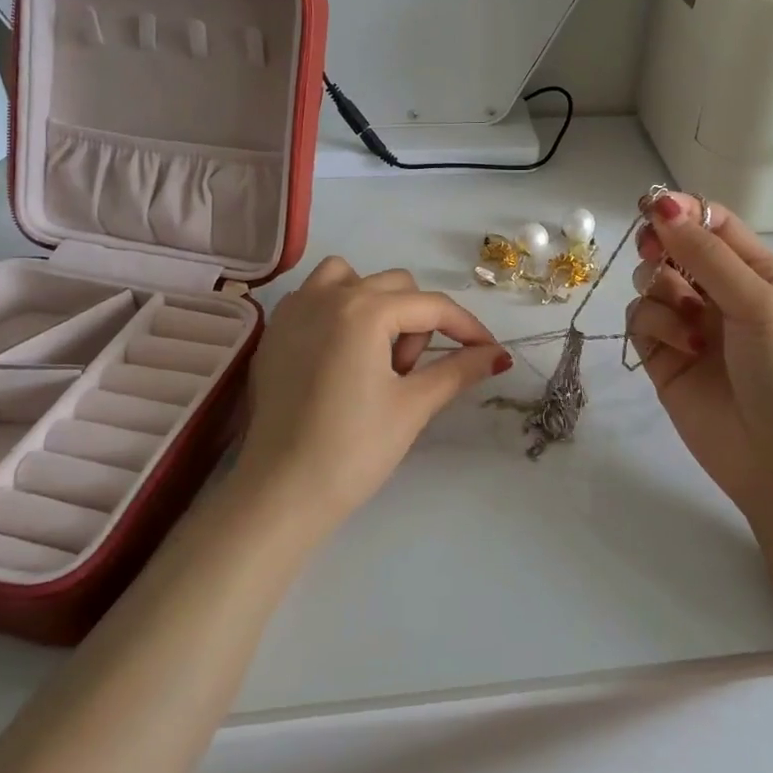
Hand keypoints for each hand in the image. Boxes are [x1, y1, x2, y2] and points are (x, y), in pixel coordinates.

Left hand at [239, 258, 511, 526]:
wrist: (280, 493)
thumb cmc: (353, 450)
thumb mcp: (414, 406)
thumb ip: (458, 370)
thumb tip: (497, 355)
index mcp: (365, 310)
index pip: (432, 306)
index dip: (467, 328)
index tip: (489, 352)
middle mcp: (328, 295)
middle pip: (396, 287)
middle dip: (418, 323)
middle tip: (412, 374)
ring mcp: (295, 309)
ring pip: (351, 278)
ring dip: (377, 304)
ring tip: (377, 354)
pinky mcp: (274, 330)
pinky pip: (316, 296)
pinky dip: (339, 310)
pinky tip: (341, 355)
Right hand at [624, 194, 772, 534]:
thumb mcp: (757, 301)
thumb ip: (705, 253)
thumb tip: (660, 204)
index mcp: (755, 271)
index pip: (711, 222)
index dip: (681, 211)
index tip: (652, 209)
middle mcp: (720, 292)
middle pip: (673, 247)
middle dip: (662, 247)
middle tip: (657, 256)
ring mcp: (689, 325)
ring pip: (651, 283)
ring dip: (663, 295)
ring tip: (690, 324)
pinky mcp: (663, 357)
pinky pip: (641, 320)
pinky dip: (656, 327)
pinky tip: (682, 349)